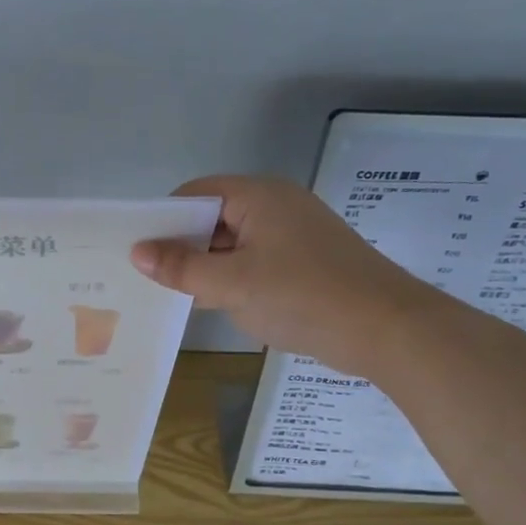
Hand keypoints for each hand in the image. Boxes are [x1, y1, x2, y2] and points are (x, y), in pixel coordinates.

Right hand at [131, 175, 439, 377]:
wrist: (388, 330)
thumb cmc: (303, 296)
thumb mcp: (232, 283)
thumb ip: (182, 268)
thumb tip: (137, 252)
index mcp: (259, 196)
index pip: (196, 194)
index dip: (164, 219)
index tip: (137, 251)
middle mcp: (275, 206)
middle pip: (213, 218)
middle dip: (181, 246)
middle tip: (146, 277)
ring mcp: (292, 236)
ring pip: (232, 244)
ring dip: (205, 267)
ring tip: (169, 294)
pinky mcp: (302, 264)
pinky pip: (253, 263)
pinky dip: (230, 280)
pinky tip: (209, 305)